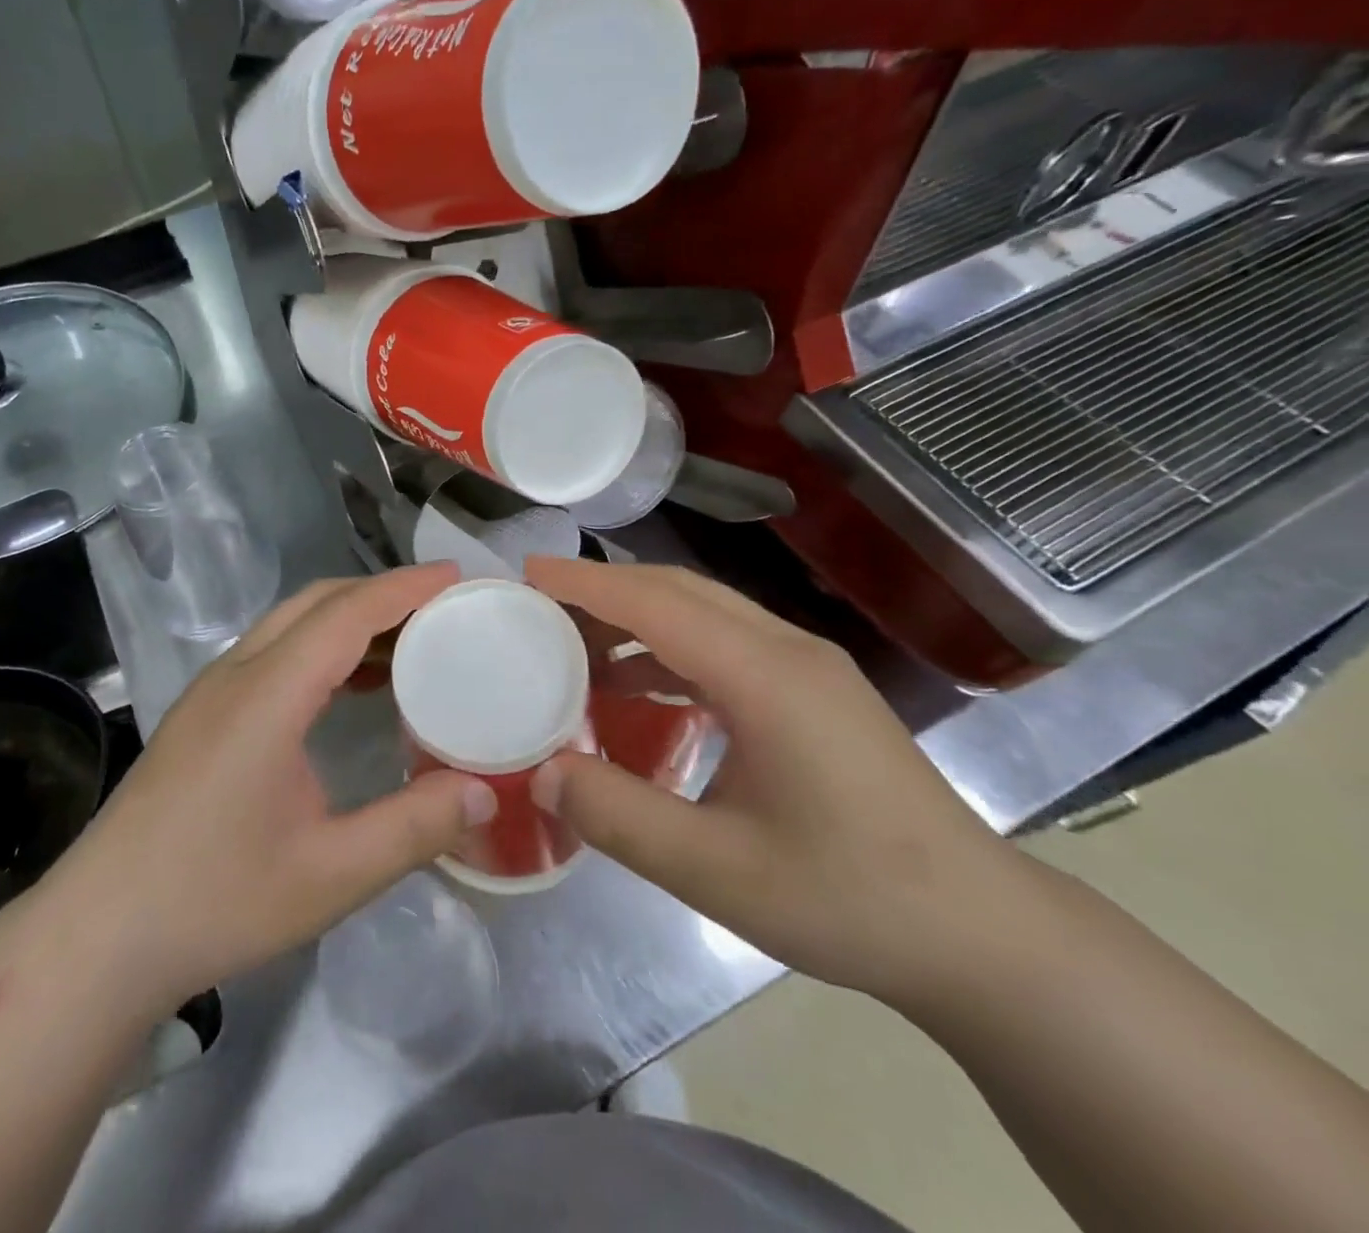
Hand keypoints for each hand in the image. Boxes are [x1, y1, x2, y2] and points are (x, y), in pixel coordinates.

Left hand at [43, 564, 494, 1011]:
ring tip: (408, 643)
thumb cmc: (215, 901)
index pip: (345, 614)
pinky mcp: (200, 715)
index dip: (403, 588)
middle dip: (381, 593)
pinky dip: (320, 647)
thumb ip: (414, 828)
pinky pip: (271, 652)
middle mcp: (235, 675)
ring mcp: (211, 692)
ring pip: (289, 624)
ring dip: (349, 619)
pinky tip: (350, 687)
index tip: (455, 575)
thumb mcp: (330, 875)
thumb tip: (485, 792)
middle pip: (315, 603)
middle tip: (441, 608)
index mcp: (267, 696)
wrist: (97, 936)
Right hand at [525, 556, 1014, 1001]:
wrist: (979, 933)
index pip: (657, 604)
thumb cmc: (850, 899)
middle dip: (604, 587)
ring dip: (636, 616)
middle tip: (539, 602)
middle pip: (680, 590)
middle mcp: (788, 650)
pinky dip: (668, 648)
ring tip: (574, 643)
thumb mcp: (717, 870)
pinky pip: (724, 643)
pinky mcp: (812, 690)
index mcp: (766, 676)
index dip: (587, 584)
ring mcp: (807, 667)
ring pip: (704, 611)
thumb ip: (620, 816)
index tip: (526, 572)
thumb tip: (542, 771)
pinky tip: (637, 685)